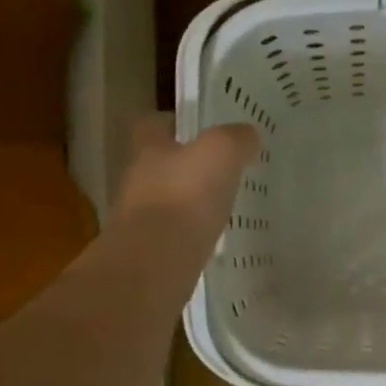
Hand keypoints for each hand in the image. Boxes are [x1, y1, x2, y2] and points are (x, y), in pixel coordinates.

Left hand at [115, 115, 260, 241]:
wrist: (155, 262)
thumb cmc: (185, 196)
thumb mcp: (220, 153)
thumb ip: (235, 139)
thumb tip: (247, 135)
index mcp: (149, 150)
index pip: (152, 125)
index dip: (172, 123)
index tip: (196, 128)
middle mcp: (138, 181)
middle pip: (159, 166)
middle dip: (185, 167)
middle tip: (219, 171)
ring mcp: (140, 220)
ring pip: (165, 203)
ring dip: (187, 203)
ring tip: (219, 207)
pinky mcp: (150, 253)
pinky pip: (172, 237)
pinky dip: (190, 235)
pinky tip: (212, 241)